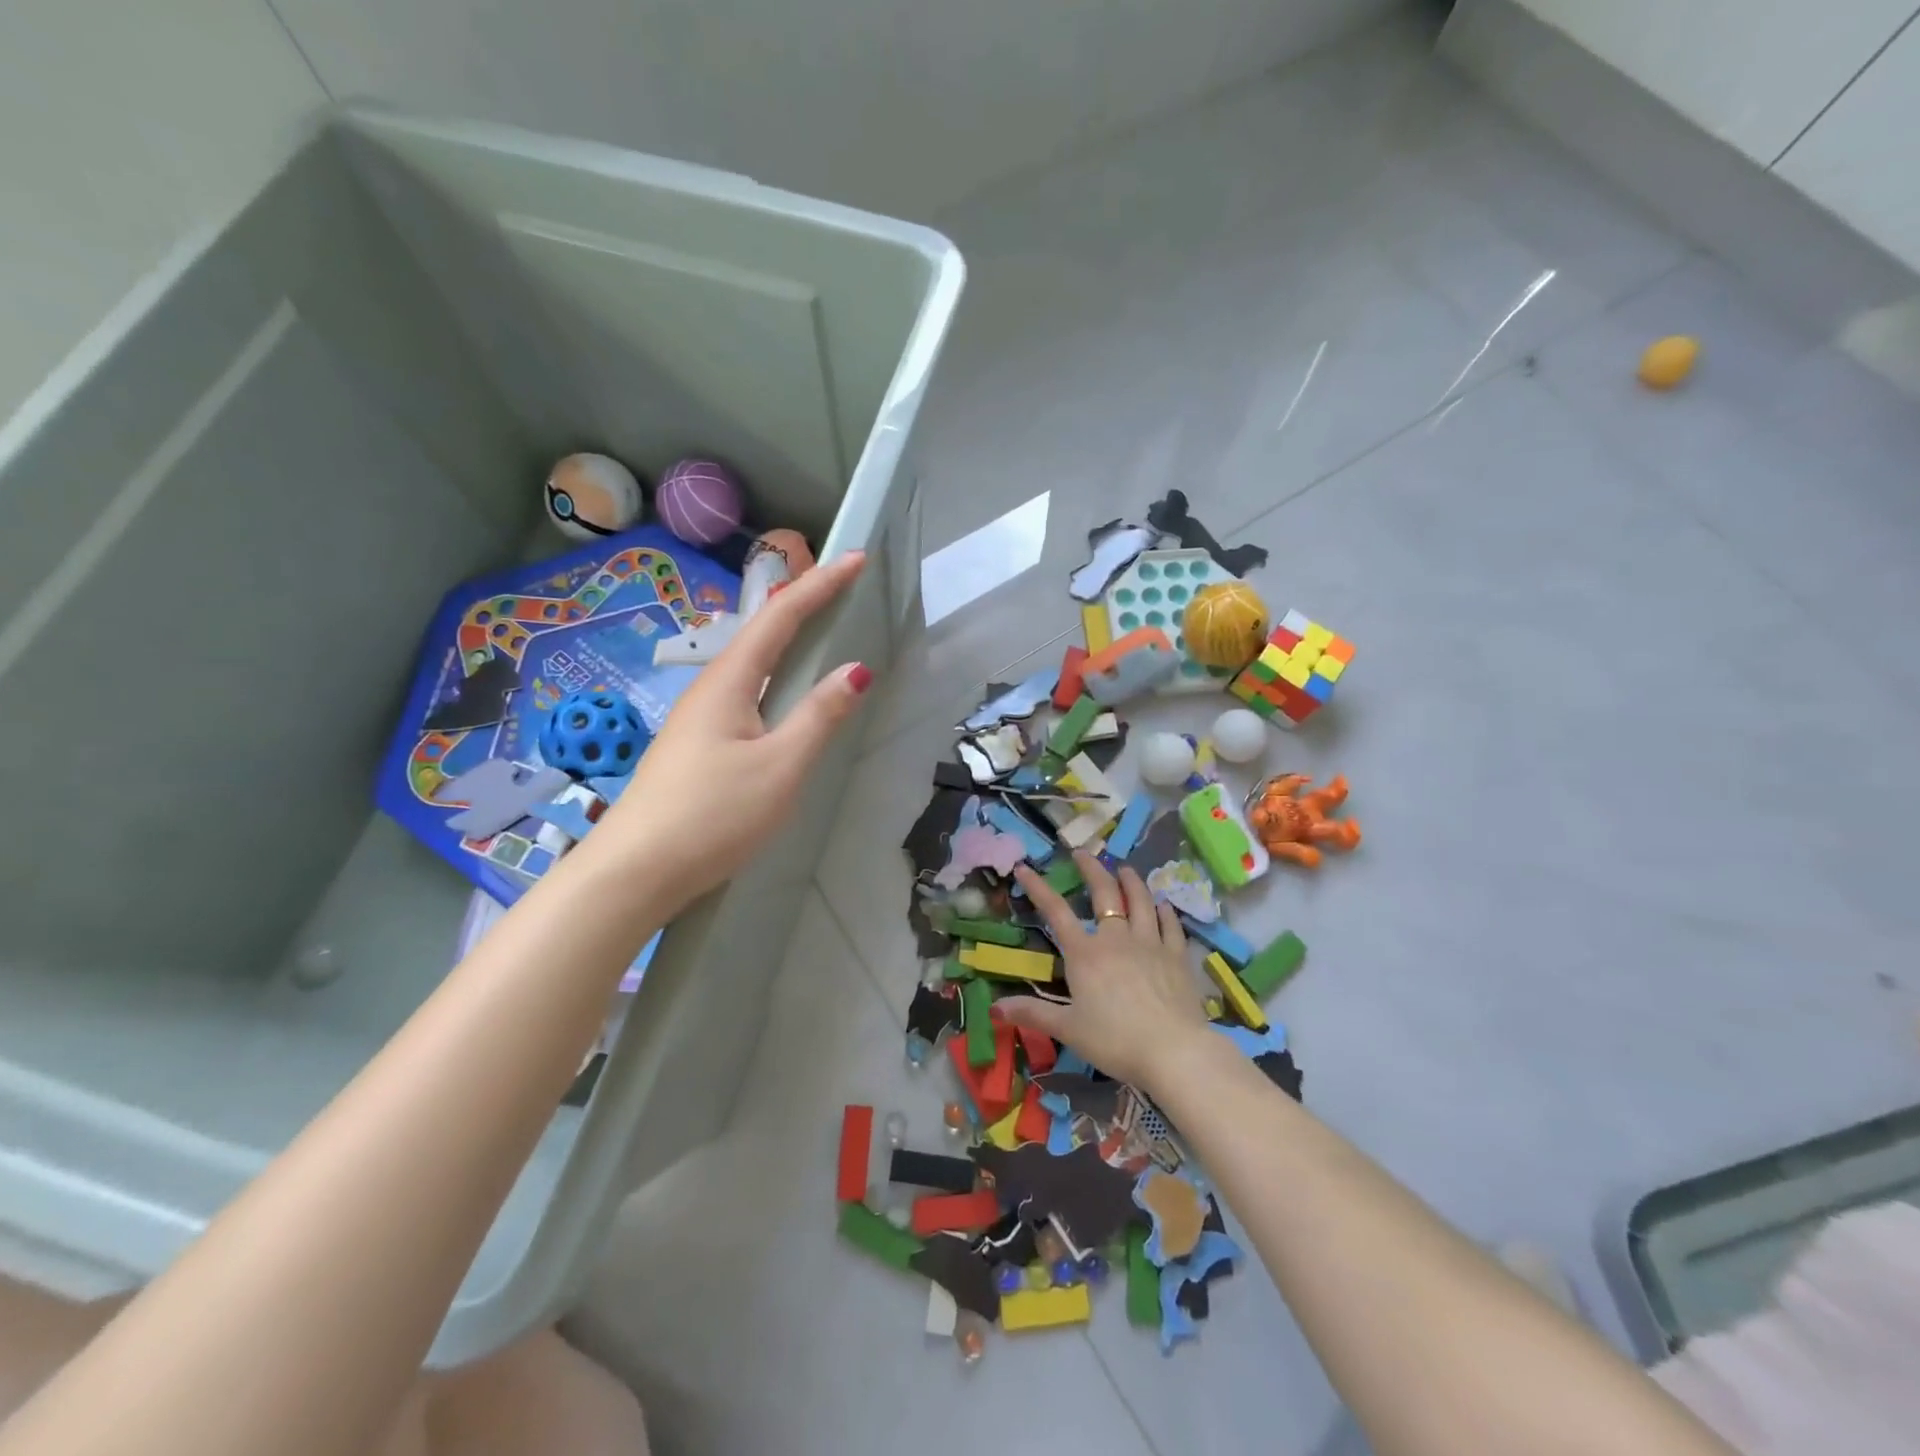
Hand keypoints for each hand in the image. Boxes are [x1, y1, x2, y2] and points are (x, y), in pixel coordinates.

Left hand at [577, 551, 870, 913]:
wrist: (636, 872)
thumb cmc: (713, 815)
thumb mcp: (780, 766)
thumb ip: (819, 716)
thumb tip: (857, 670)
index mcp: (729, 682)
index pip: (781, 617)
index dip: (820, 586)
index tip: (856, 559)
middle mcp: (710, 689)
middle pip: (761, 632)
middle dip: (802, 602)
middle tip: (840, 586)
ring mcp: (699, 719)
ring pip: (750, 664)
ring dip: (786, 638)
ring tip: (818, 627)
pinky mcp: (697, 747)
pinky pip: (744, 693)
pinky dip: (774, 675)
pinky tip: (781, 696)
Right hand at [999, 850, 1209, 1091]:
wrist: (1174, 1051)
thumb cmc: (1115, 1040)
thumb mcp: (1068, 1029)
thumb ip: (1033, 1013)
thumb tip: (995, 1008)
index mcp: (1085, 954)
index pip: (1056, 912)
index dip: (1038, 888)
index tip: (1024, 868)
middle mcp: (1117, 939)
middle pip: (1104, 893)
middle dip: (1092, 869)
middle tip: (1083, 853)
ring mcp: (1150, 944)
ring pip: (1141, 901)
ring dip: (1131, 881)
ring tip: (1125, 869)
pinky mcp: (1177, 956)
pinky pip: (1170, 924)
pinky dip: (1164, 910)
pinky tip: (1163, 904)